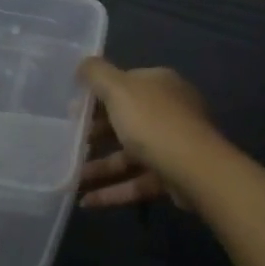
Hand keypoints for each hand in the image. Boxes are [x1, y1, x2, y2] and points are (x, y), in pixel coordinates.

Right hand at [76, 59, 218, 207]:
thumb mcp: (118, 89)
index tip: (72, 110)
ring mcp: (172, 145)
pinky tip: (87, 201)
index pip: (124, 84)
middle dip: (95, 134)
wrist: (195, 170)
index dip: (96, 96)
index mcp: (159, 84)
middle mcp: (169, 111)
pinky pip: (136, 181)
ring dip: (100, 166)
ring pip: (129, 154)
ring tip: (72, 177)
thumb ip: (97, 73)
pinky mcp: (171, 176)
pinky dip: (112, 191)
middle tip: (69, 143)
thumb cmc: (152, 122)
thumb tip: (83, 64)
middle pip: (125, 120)